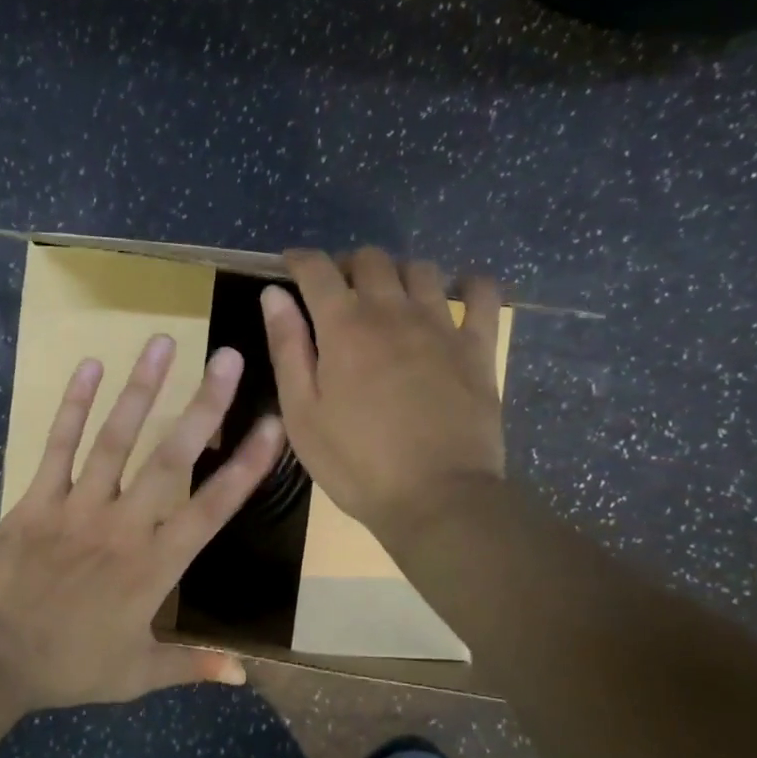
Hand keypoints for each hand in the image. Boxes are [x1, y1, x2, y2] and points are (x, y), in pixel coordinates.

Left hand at [0, 336, 286, 711]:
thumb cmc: (66, 667)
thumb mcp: (135, 675)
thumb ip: (191, 666)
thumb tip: (244, 673)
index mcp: (154, 566)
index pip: (211, 509)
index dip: (245, 467)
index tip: (272, 426)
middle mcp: (123, 525)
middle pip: (170, 458)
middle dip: (203, 406)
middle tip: (228, 358)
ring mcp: (77, 506)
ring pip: (116, 439)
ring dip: (141, 389)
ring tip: (162, 343)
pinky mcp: (36, 499)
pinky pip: (58, 445)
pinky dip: (73, 406)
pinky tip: (89, 367)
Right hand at [262, 247, 505, 538]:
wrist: (436, 497)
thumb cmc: (355, 463)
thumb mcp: (302, 413)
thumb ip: (287, 348)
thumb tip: (274, 295)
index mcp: (344, 327)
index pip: (317, 270)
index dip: (299, 259)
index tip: (289, 264)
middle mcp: (393, 312)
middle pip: (371, 260)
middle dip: (347, 264)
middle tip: (337, 290)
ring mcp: (441, 326)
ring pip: (421, 269)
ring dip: (398, 272)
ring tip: (389, 297)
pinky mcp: (478, 347)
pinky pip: (482, 295)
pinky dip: (468, 285)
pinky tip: (457, 295)